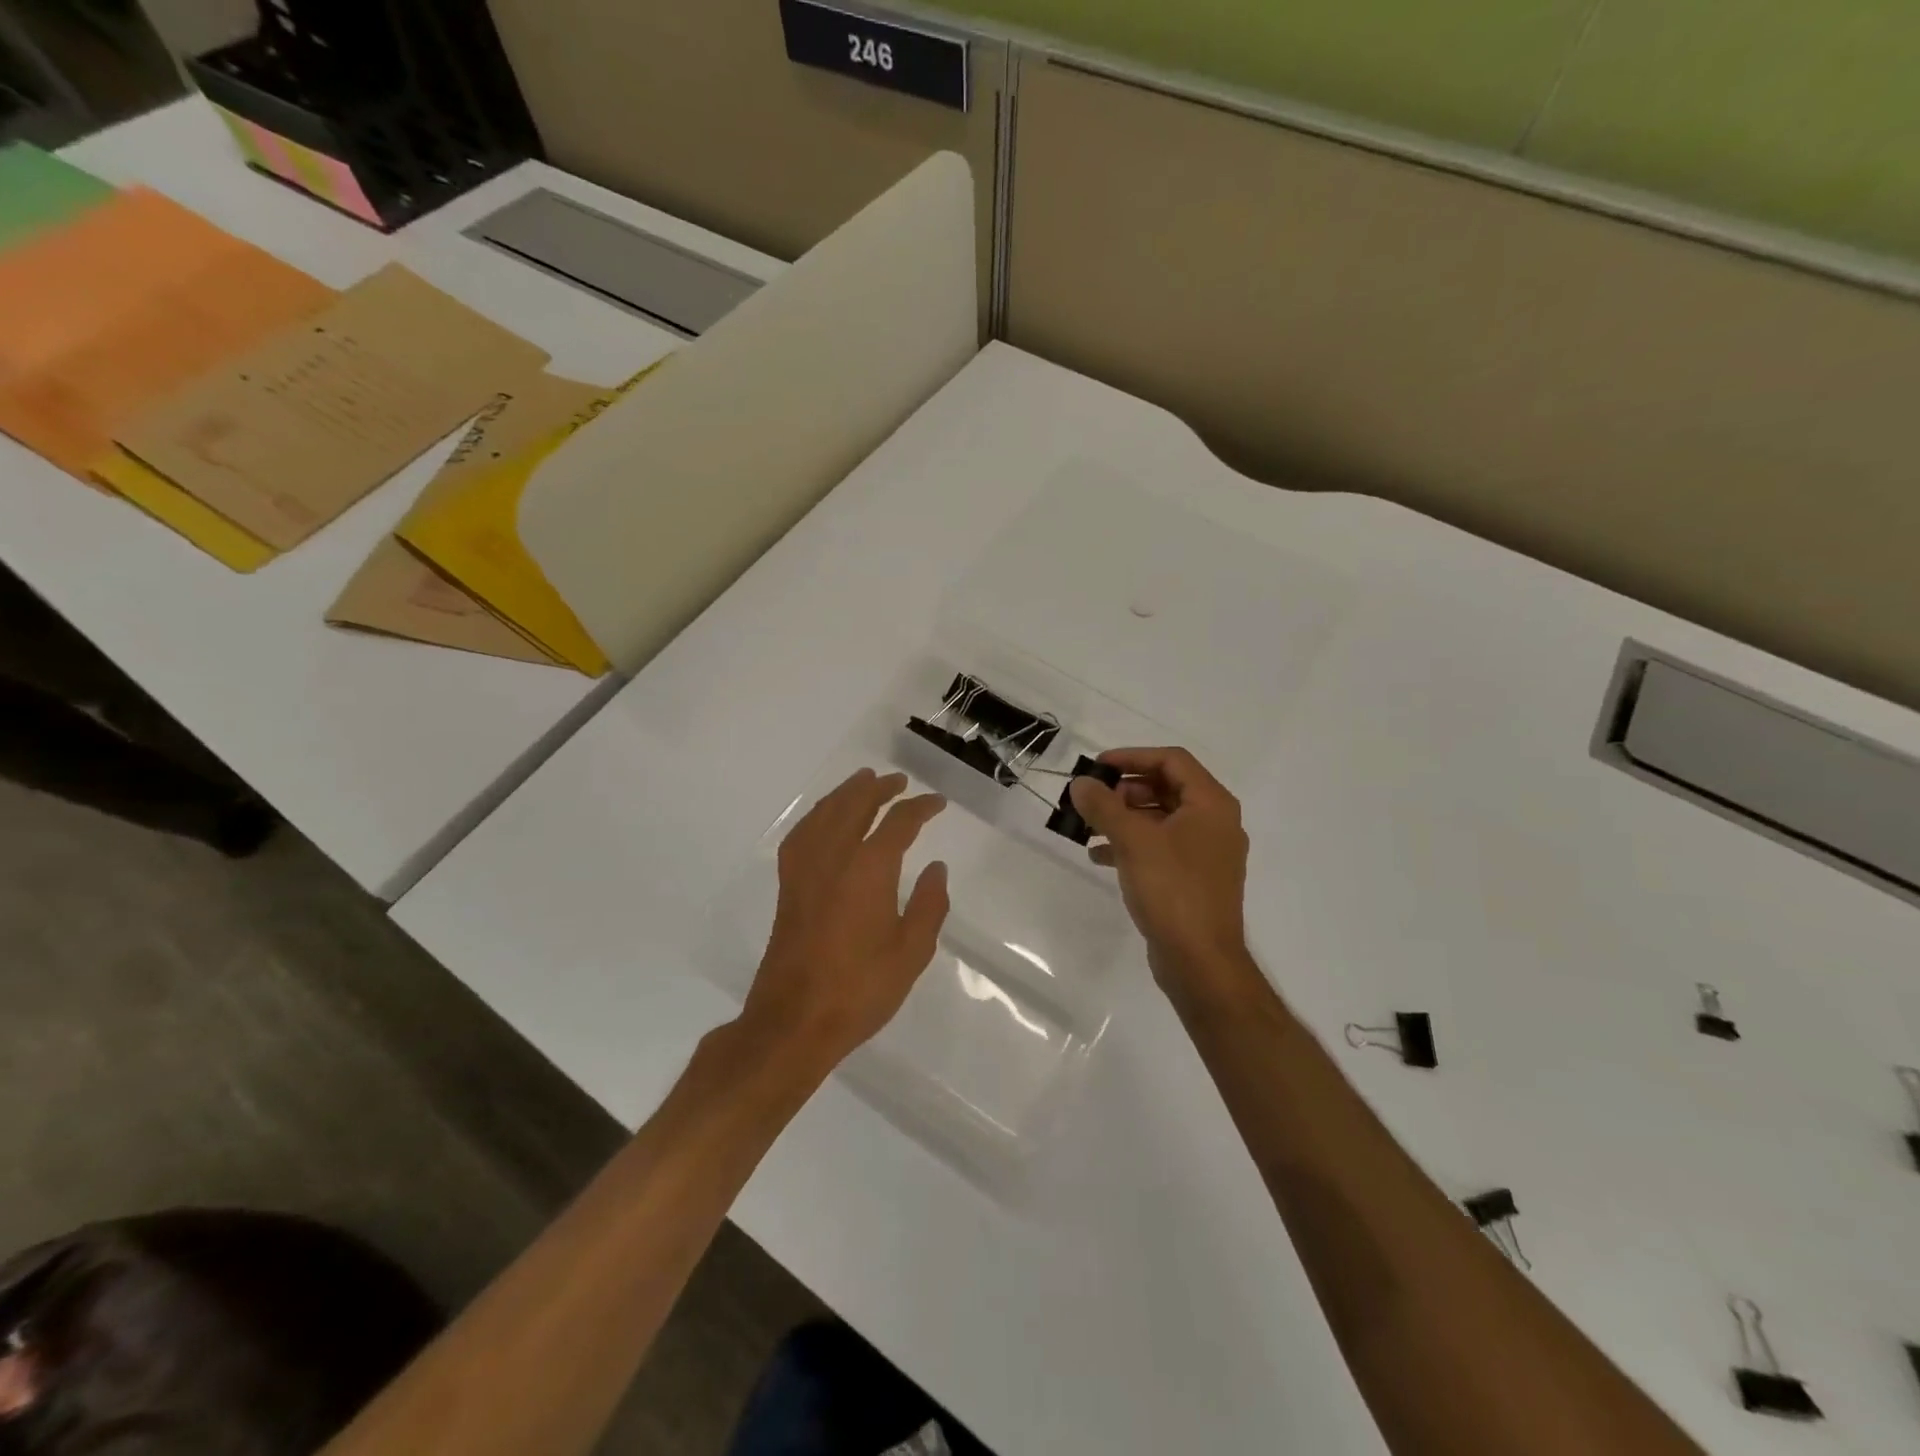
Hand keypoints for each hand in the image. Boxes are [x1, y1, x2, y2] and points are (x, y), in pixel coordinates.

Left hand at [740, 769, 949, 1070]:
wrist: (794, 1021)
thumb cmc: (860, 989)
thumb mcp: (911, 952)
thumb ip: (928, 905)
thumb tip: (936, 868)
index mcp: (869, 869)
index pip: (899, 823)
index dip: (920, 807)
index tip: (937, 802)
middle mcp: (833, 858)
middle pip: (855, 805)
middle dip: (878, 788)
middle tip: (897, 780)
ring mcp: (805, 870)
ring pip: (824, 813)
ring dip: (846, 793)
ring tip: (862, 782)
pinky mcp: (788, 886)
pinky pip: (802, 834)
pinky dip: (817, 816)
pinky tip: (824, 819)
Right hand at [1069, 748, 1252, 1003]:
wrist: (1200, 961)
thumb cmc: (1172, 890)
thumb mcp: (1133, 841)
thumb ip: (1104, 806)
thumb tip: (1081, 783)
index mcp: (1211, 805)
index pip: (1172, 761)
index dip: (1133, 756)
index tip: (1098, 766)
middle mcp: (1214, 823)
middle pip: (1166, 788)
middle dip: (1125, 790)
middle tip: (1093, 799)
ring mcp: (1205, 853)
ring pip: (1160, 819)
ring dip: (1124, 818)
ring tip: (1089, 826)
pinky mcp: (1193, 879)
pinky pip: (1160, 848)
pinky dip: (1132, 845)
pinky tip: (1099, 855)